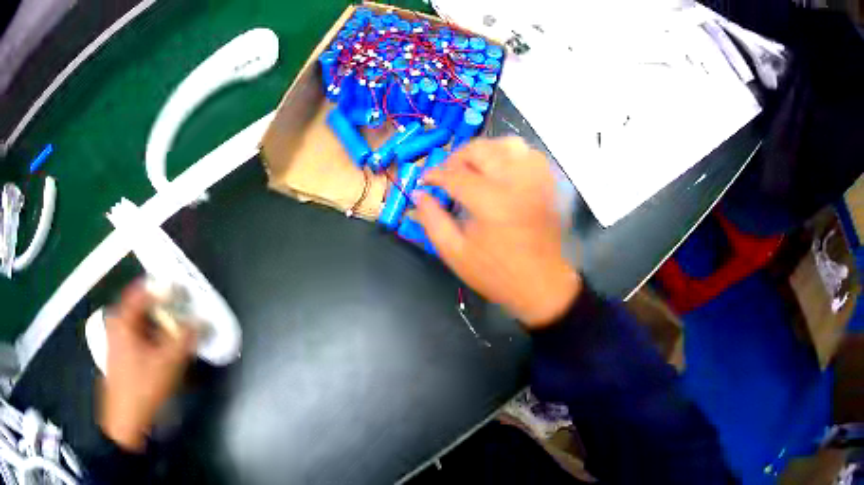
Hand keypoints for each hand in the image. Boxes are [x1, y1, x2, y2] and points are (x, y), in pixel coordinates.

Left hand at [99, 282, 195, 451]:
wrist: (125, 420)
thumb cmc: (143, 386)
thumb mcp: (167, 363)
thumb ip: (186, 339)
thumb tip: (203, 322)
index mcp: (122, 318)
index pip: (144, 291)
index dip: (166, 289)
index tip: (186, 292)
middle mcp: (118, 322)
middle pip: (144, 306)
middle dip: (166, 308)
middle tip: (185, 311)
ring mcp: (118, 339)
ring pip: (143, 323)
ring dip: (163, 324)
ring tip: (181, 331)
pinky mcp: (123, 354)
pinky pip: (141, 336)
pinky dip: (156, 337)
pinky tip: (169, 348)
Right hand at [416, 137, 581, 327]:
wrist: (541, 285)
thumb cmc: (496, 273)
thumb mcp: (455, 253)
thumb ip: (432, 221)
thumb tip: (418, 195)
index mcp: (491, 202)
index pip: (455, 174)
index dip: (434, 175)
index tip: (424, 181)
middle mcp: (516, 182)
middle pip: (480, 150)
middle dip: (457, 158)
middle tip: (447, 175)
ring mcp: (536, 180)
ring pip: (507, 144)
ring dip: (485, 151)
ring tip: (473, 169)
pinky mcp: (547, 184)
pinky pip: (529, 154)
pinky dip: (510, 155)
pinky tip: (500, 170)